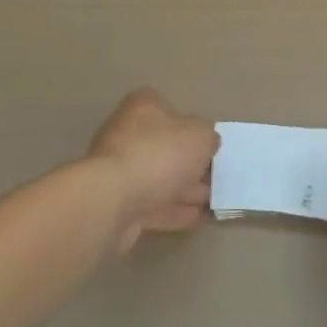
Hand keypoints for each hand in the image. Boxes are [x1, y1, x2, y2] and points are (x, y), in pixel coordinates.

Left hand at [86, 89, 218, 252]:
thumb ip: (209, 137)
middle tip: (216, 178)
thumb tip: (207, 143)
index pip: (172, 111)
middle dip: (191, 164)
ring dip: (185, 190)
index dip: (193, 128)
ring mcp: (119, 171)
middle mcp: (127, 133)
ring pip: (159, 178)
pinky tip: (196, 218)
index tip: (210, 147)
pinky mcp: (115, 204)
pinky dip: (173, 210)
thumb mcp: (200, 136)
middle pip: (166, 147)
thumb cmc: (159, 154)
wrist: (111, 200)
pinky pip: (151, 204)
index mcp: (144, 107)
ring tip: (211, 203)